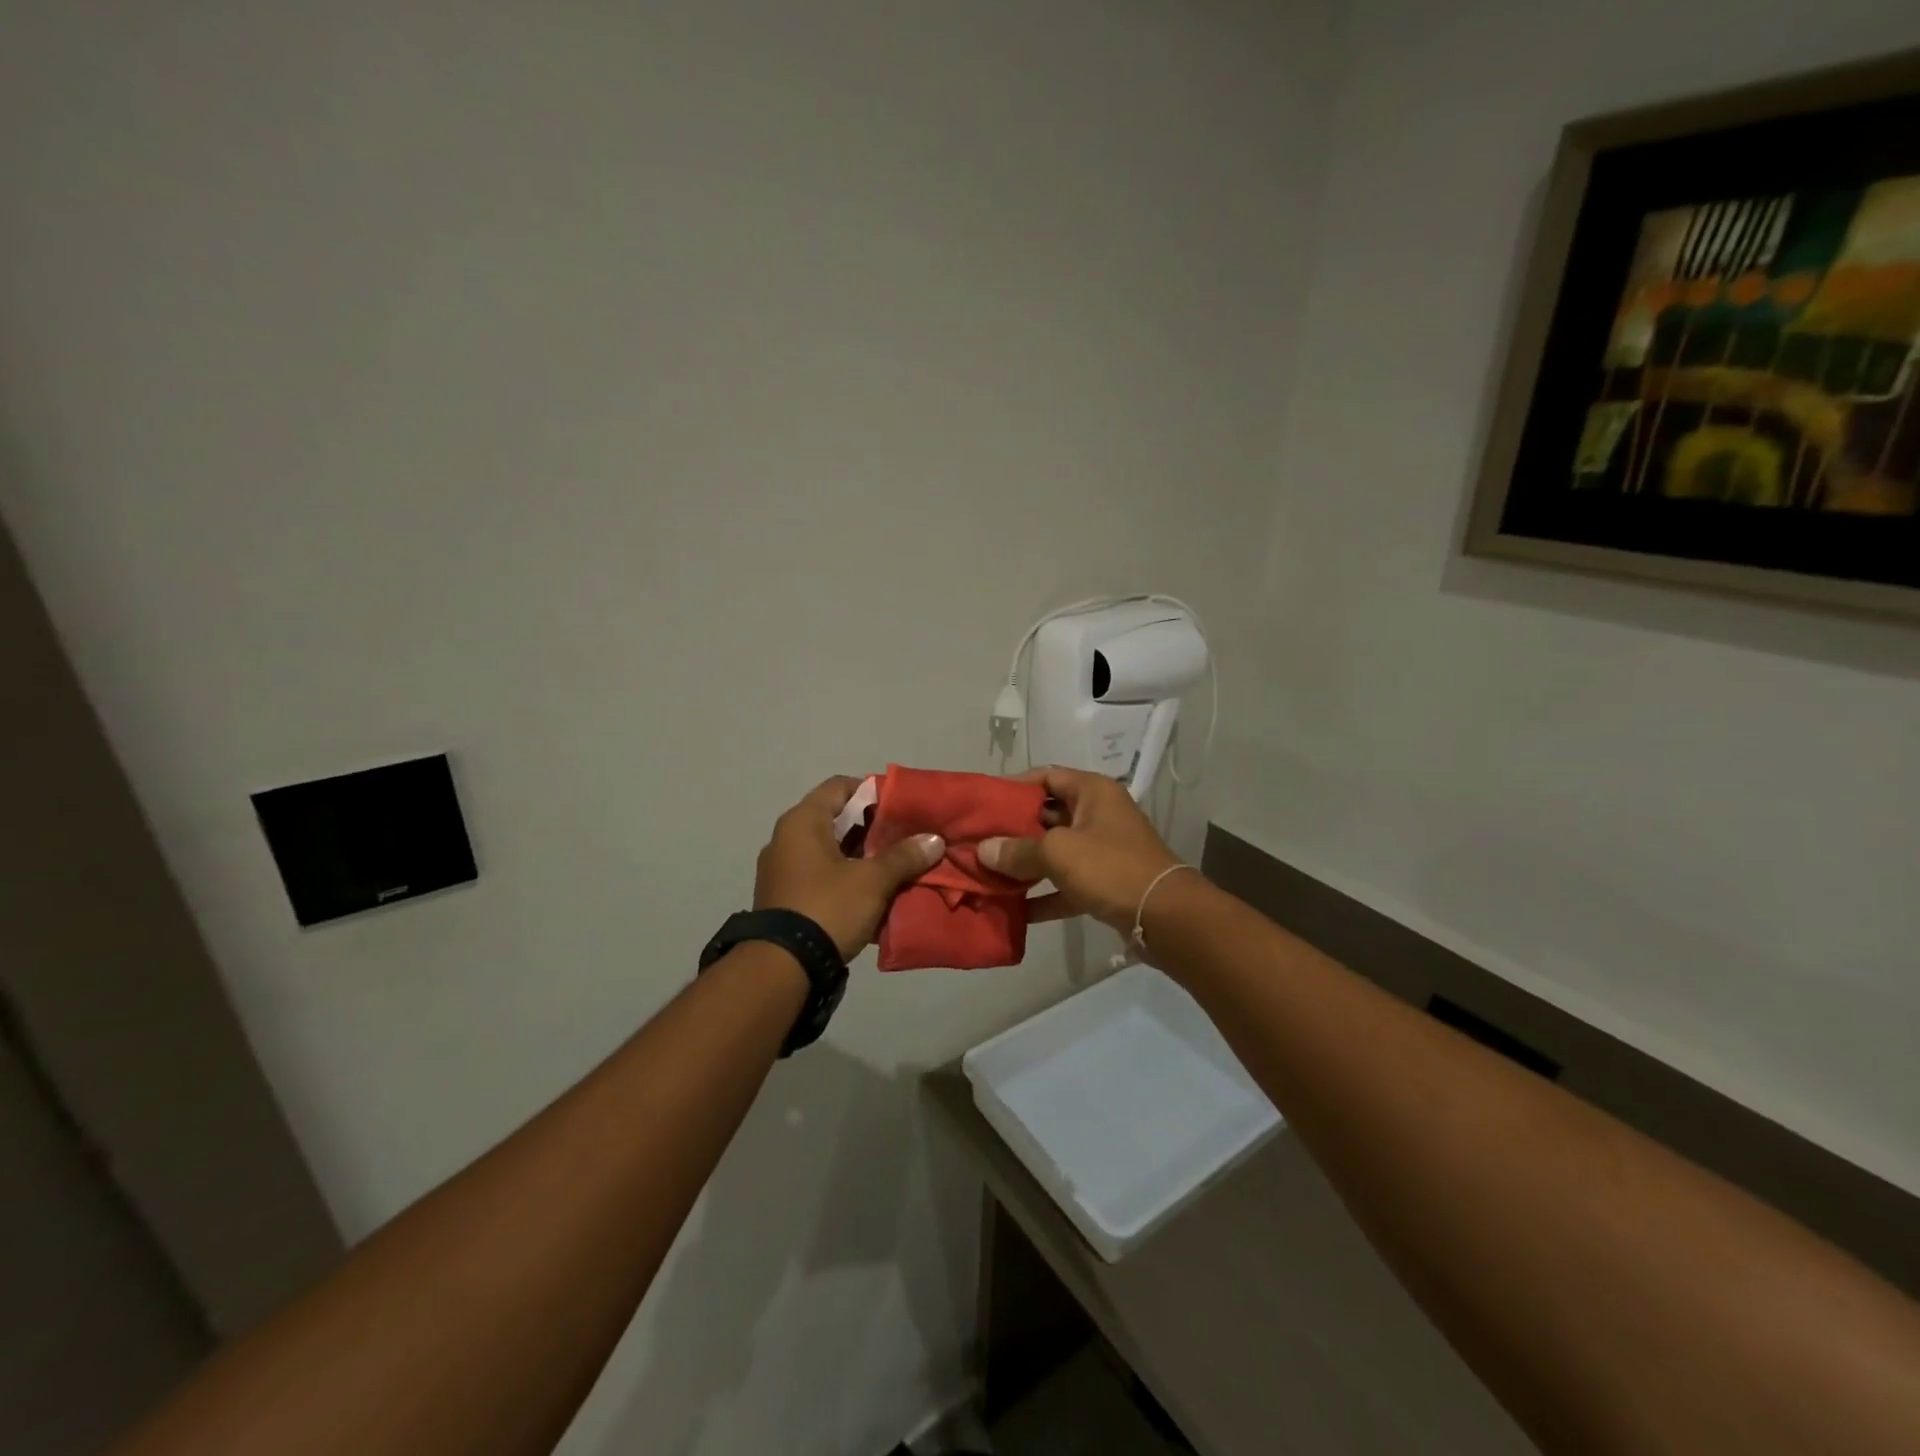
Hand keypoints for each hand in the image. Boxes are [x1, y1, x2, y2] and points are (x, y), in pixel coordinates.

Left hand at [754, 776, 944, 958]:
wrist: (782, 967)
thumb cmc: (827, 908)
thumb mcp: (873, 881)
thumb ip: (904, 856)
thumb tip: (935, 839)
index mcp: (803, 821)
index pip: (840, 786)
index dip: (873, 792)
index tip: (901, 808)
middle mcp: (787, 838)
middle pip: (836, 818)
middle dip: (872, 828)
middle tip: (905, 838)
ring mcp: (782, 869)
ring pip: (830, 849)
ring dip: (861, 855)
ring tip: (896, 866)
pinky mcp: (784, 896)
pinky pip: (820, 874)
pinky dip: (845, 876)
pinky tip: (873, 892)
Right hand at [978, 766, 1184, 933]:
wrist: (1165, 915)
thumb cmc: (1110, 867)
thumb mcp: (1058, 852)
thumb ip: (1017, 850)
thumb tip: (983, 850)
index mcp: (1092, 791)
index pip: (1047, 776)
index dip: (1014, 786)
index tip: (984, 802)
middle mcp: (1098, 814)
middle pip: (1047, 815)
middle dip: (1013, 830)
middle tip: (978, 841)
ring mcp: (1103, 850)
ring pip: (1055, 852)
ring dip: (1025, 865)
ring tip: (988, 874)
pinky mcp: (1105, 883)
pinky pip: (1066, 883)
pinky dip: (1044, 894)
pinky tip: (1015, 910)